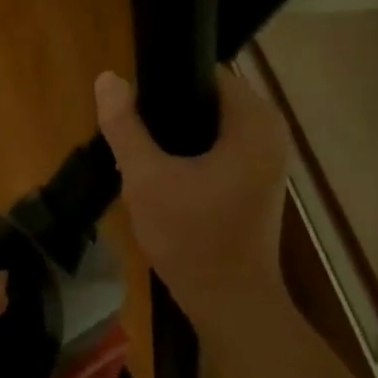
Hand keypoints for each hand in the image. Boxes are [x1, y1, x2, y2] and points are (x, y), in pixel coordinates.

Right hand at [95, 67, 290, 320]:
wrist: (228, 303)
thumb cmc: (191, 238)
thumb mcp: (146, 178)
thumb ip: (124, 126)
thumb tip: (108, 78)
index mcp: (254, 121)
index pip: (203, 74)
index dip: (162, 84)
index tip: (131, 109)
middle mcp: (270, 132)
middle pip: (205, 100)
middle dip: (165, 115)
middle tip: (130, 138)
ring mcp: (266, 159)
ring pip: (208, 128)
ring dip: (174, 139)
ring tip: (139, 157)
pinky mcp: (256, 181)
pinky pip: (217, 150)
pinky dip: (189, 157)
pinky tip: (161, 176)